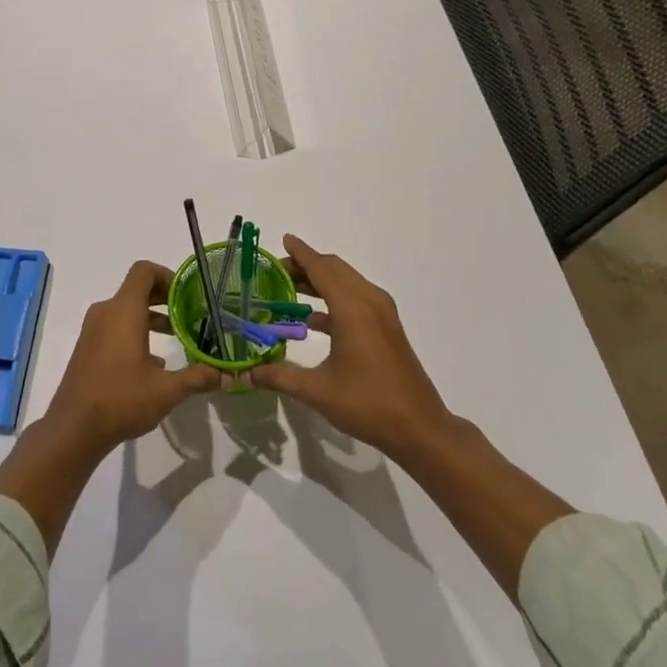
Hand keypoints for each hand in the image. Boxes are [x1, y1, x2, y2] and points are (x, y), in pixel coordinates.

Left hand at [43, 260, 221, 454]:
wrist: (73, 428)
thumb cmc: (121, 399)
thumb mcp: (166, 391)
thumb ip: (197, 378)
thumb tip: (225, 375)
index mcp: (124, 311)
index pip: (144, 271)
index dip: (167, 275)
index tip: (187, 294)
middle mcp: (106, 312)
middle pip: (137, 289)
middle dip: (164, 297)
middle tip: (189, 313)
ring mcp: (93, 330)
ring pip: (126, 309)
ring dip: (151, 316)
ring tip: (176, 336)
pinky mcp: (87, 347)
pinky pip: (114, 326)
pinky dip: (135, 331)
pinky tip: (153, 362)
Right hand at [248, 234, 451, 461]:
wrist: (419, 427)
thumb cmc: (368, 403)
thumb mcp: (318, 391)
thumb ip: (280, 377)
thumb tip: (248, 374)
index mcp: (352, 308)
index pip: (321, 268)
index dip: (301, 253)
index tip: (284, 239)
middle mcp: (369, 301)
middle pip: (335, 270)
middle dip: (307, 265)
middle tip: (277, 272)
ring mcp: (382, 313)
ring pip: (347, 282)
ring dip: (321, 281)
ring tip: (290, 290)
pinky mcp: (387, 327)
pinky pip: (356, 298)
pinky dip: (334, 298)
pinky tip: (313, 320)